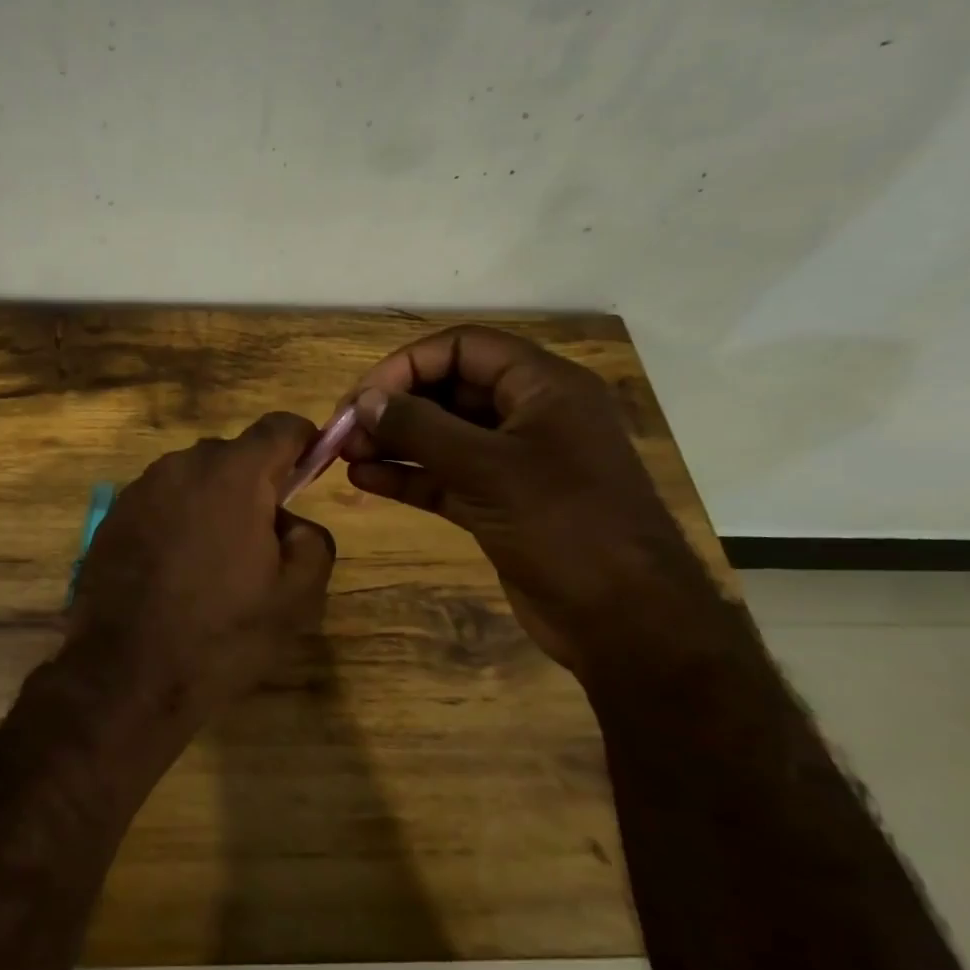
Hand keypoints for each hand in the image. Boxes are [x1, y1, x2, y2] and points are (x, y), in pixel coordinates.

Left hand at [64, 413, 335, 727]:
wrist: (126, 674)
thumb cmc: (221, 634)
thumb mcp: (295, 597)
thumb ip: (311, 540)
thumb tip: (289, 521)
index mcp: (233, 474)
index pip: (280, 427)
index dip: (303, 441)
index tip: (310, 468)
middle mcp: (182, 465)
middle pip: (233, 454)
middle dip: (254, 483)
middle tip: (262, 538)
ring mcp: (140, 488)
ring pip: (192, 479)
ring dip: (211, 502)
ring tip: (213, 561)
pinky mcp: (112, 516)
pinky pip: (159, 502)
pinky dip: (176, 520)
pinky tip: (173, 570)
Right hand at [339, 325, 717, 674]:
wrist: (625, 620)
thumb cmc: (565, 527)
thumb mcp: (488, 470)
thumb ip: (421, 429)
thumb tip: (365, 401)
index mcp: (543, 387)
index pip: (463, 348)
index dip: (407, 365)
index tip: (363, 397)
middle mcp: (528, 415)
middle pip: (448, 389)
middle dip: (394, 406)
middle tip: (345, 430)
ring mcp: (514, 462)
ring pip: (442, 435)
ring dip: (393, 441)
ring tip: (345, 455)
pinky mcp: (499, 502)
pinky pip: (444, 476)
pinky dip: (407, 475)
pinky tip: (364, 481)